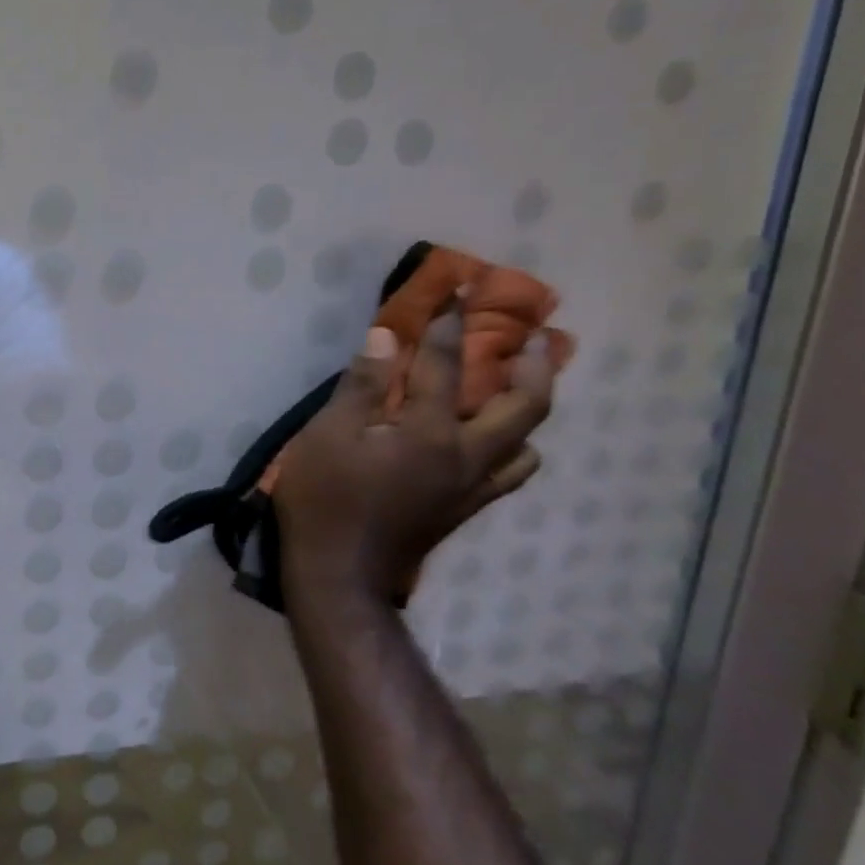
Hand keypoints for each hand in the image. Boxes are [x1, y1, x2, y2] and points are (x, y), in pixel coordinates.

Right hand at [272, 309, 553, 607]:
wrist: (339, 574)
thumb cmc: (325, 499)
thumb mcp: (328, 435)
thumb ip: (362, 386)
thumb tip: (387, 337)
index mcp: (430, 434)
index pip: (446, 366)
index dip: (451, 324)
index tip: (461, 290)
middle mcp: (466, 456)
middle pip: (524, 407)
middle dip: (535, 365)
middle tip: (539, 336)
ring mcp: (471, 487)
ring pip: (525, 444)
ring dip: (529, 410)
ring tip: (518, 388)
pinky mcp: (463, 510)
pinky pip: (507, 473)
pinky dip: (512, 448)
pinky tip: (492, 442)